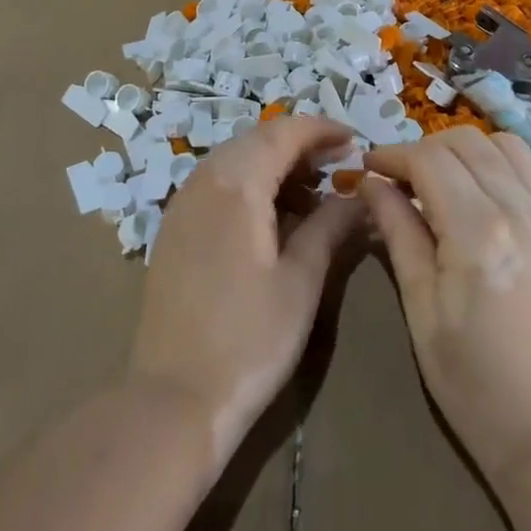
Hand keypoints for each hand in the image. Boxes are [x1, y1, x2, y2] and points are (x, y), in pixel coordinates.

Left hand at [129, 118, 365, 471]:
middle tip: (338, 165)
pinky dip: (250, 185)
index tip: (354, 141)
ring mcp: (183, 205)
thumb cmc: (248, 340)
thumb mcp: (301, 281)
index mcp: (236, 183)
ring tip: (312, 193)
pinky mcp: (174, 230)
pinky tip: (273, 218)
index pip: (282, 133)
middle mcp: (204, 181)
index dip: (320, 130)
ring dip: (274, 165)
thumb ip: (330, 226)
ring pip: (235, 161)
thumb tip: (358, 196)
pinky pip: (217, 185)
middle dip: (299, 145)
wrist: (173, 400)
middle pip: (256, 141)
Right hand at [362, 128, 530, 484]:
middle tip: (402, 178)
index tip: (369, 167)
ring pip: (505, 144)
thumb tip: (372, 183)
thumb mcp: (421, 310)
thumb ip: (398, 233)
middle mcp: (519, 211)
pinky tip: (488, 188)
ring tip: (445, 178)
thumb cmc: (472, 382)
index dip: (392, 155)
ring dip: (467, 149)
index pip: (428, 160)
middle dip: (425, 148)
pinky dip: (507, 162)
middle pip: (466, 142)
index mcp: (477, 233)